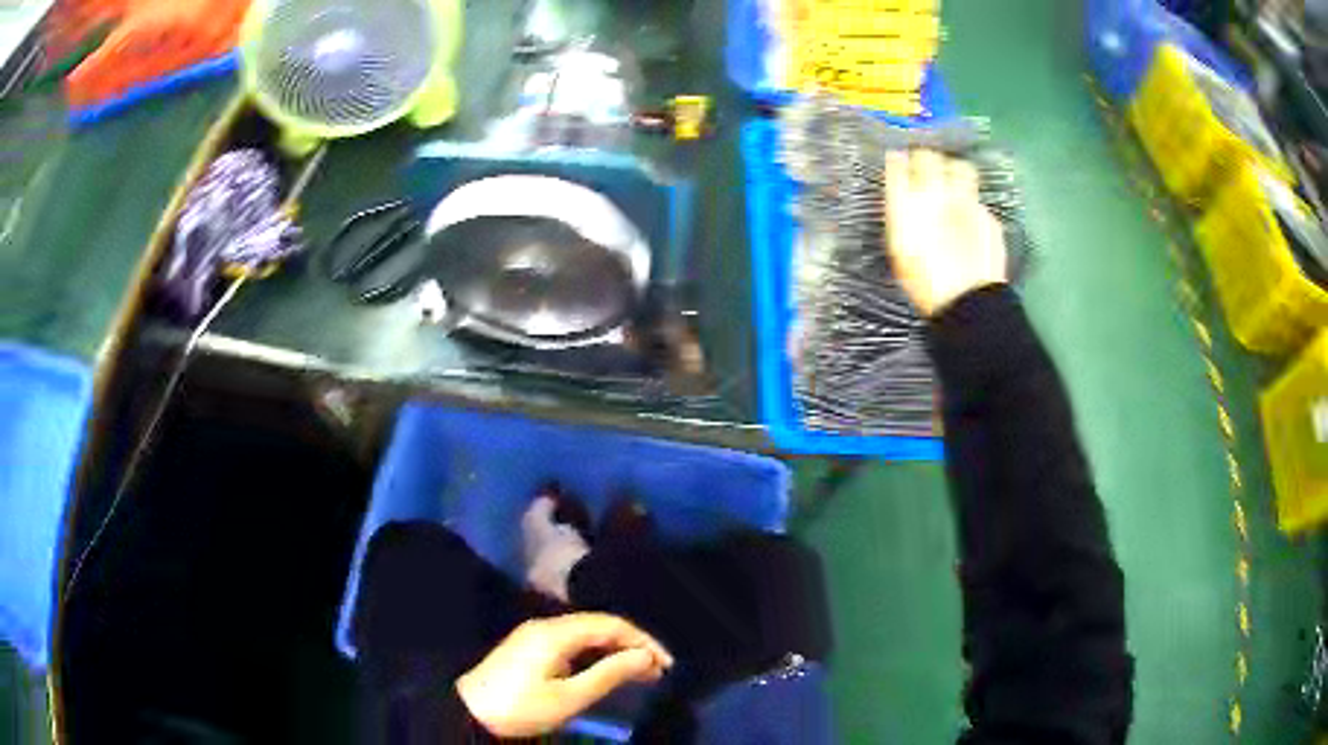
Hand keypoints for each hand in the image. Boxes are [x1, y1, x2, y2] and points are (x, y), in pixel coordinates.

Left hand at [456, 613, 673, 737]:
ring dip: (615, 650)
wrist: (469, 712)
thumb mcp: (568, 698)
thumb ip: (608, 674)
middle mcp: (547, 625)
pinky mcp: (531, 647)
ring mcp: (536, 635)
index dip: (643, 640)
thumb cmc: (521, 707)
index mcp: (556, 632)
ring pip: (587, 633)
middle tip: (659, 671)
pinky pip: (573, 642)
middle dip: (632, 645)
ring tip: (641, 673)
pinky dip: (596, 654)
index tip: (666, 664)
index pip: (611, 624)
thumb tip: (645, 657)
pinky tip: (607, 670)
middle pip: (600, 625)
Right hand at [883, 149, 1007, 316]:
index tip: (898, 161)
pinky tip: (970, 221)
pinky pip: (977, 200)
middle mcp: (936, 193)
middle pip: (929, 156)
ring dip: (954, 171)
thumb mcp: (901, 251)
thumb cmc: (925, 282)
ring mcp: (966, 201)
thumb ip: (903, 217)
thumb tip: (905, 198)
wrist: (968, 301)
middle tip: (926, 168)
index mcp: (907, 202)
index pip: (898, 164)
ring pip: (960, 168)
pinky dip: (972, 206)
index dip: (898, 161)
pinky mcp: (987, 215)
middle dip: (926, 159)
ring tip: (953, 183)